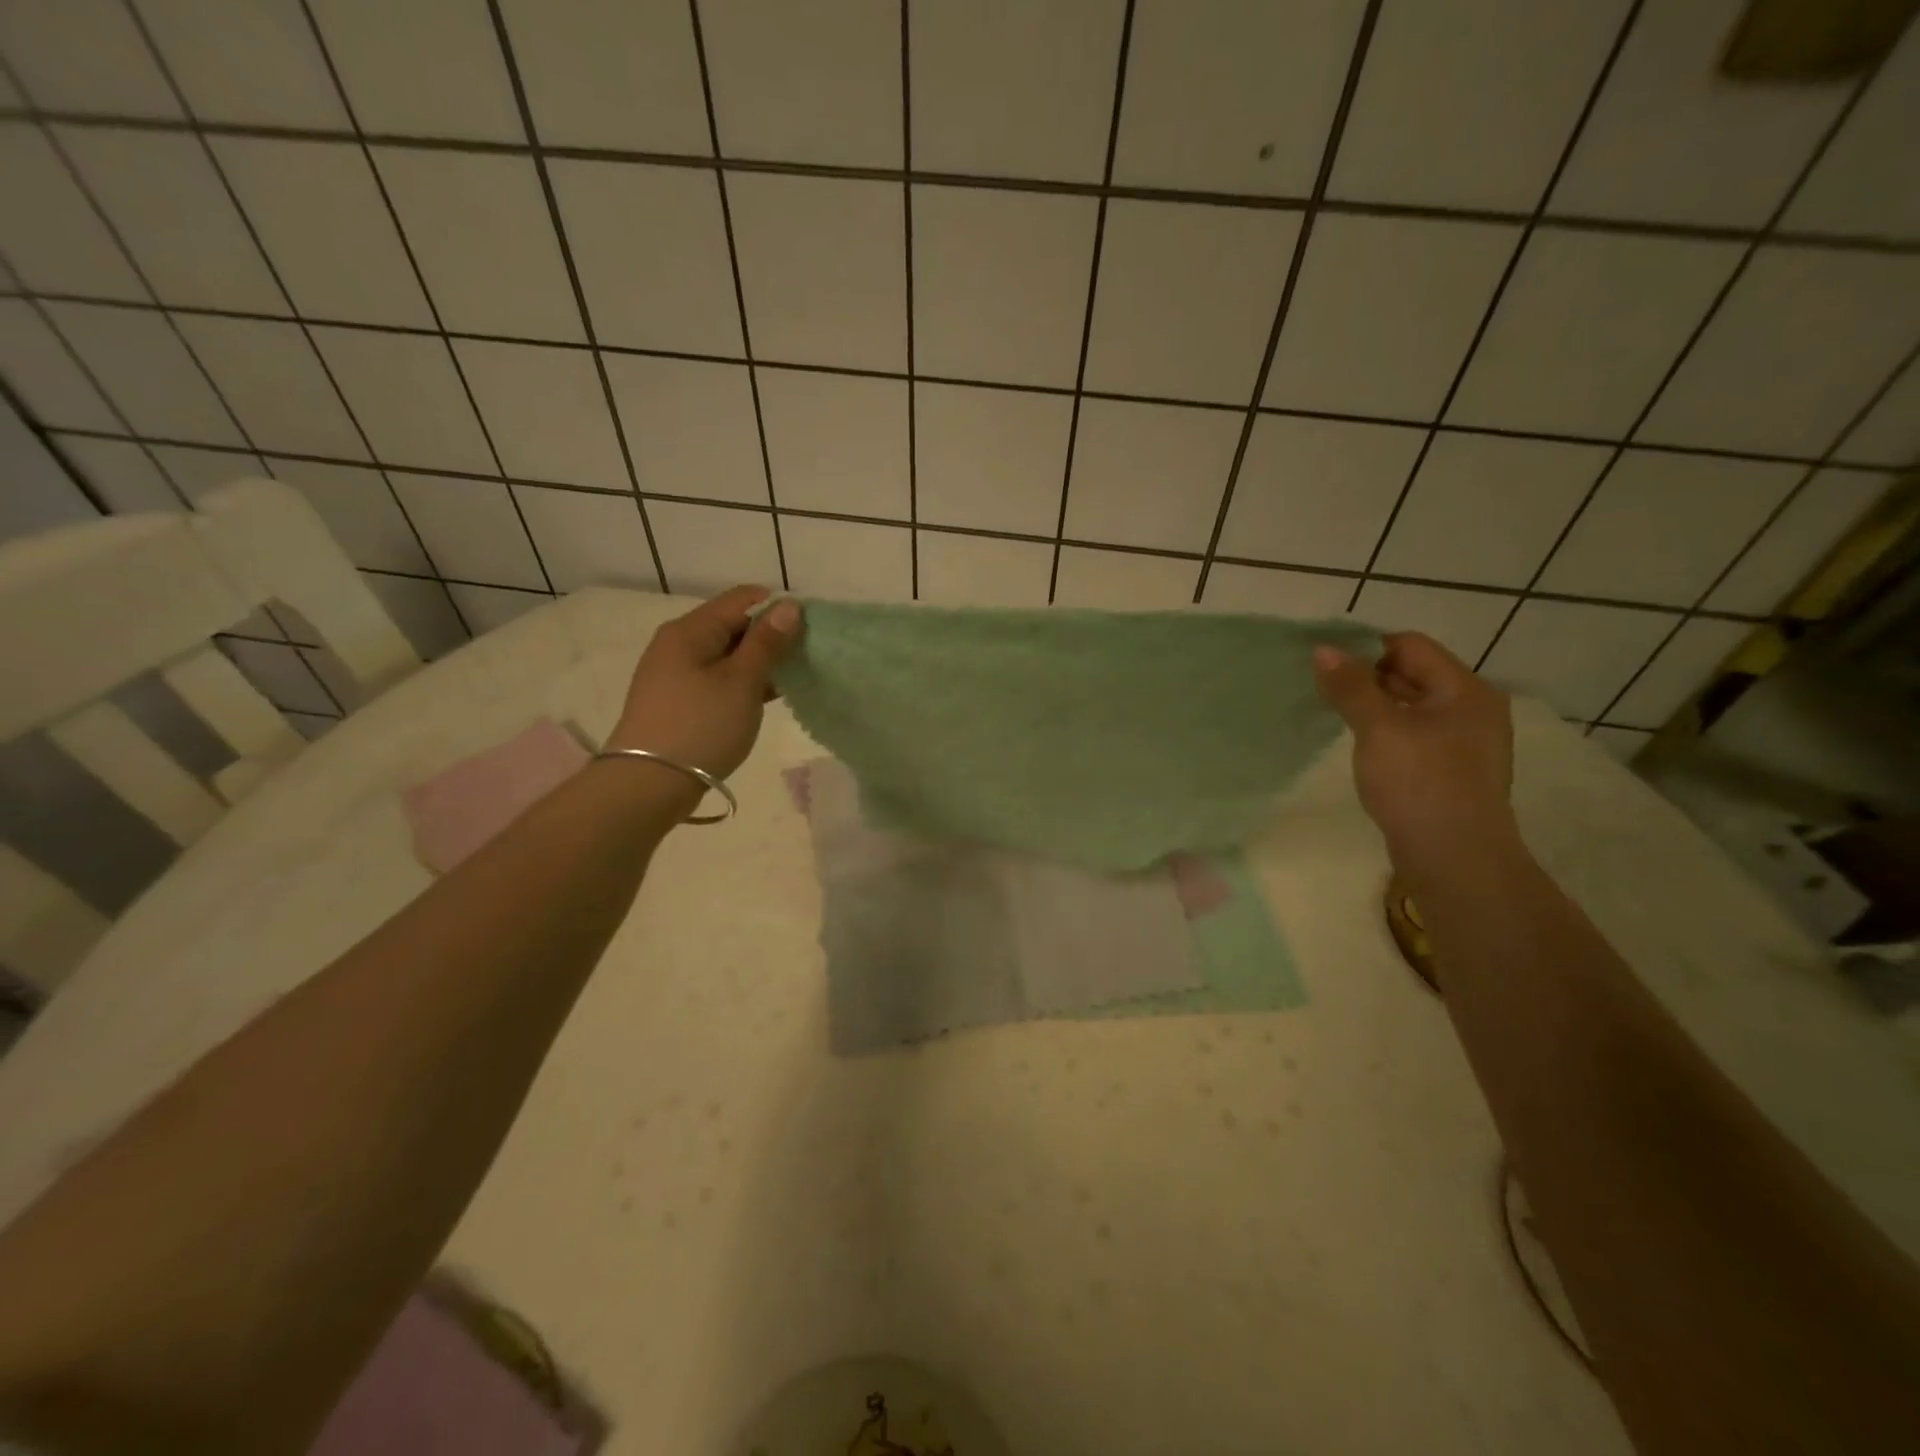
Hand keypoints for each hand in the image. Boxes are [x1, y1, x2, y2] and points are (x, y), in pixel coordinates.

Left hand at [606, 586, 802, 779]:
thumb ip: (767, 642)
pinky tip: (767, 697)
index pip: (742, 598)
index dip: (778, 608)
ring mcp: (676, 673)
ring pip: (728, 654)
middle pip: (734, 625)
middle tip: (806, 658)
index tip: (810, 630)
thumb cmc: (700, 727)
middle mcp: (679, 643)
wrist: (648, 785)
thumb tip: (789, 605)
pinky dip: (744, 683)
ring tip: (793, 679)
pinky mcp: (679, 700)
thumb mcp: (741, 682)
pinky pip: (718, 678)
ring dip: (760, 662)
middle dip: (771, 636)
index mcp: (691, 630)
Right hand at [1313, 631, 1515, 857]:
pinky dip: (1386, 734)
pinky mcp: (1451, 772)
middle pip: (1412, 674)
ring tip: (1336, 718)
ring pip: (1410, 708)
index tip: (1325, 667)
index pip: (1410, 646)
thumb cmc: (1419, 783)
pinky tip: (1363, 750)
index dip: (1366, 650)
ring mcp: (1464, 743)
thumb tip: (1322, 650)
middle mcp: (1472, 709)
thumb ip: (1351, 686)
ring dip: (1374, 708)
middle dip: (1367, 678)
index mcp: (1465, 690)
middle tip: (1323, 692)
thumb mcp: (1378, 728)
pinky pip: (1414, 737)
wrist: (1454, 859)